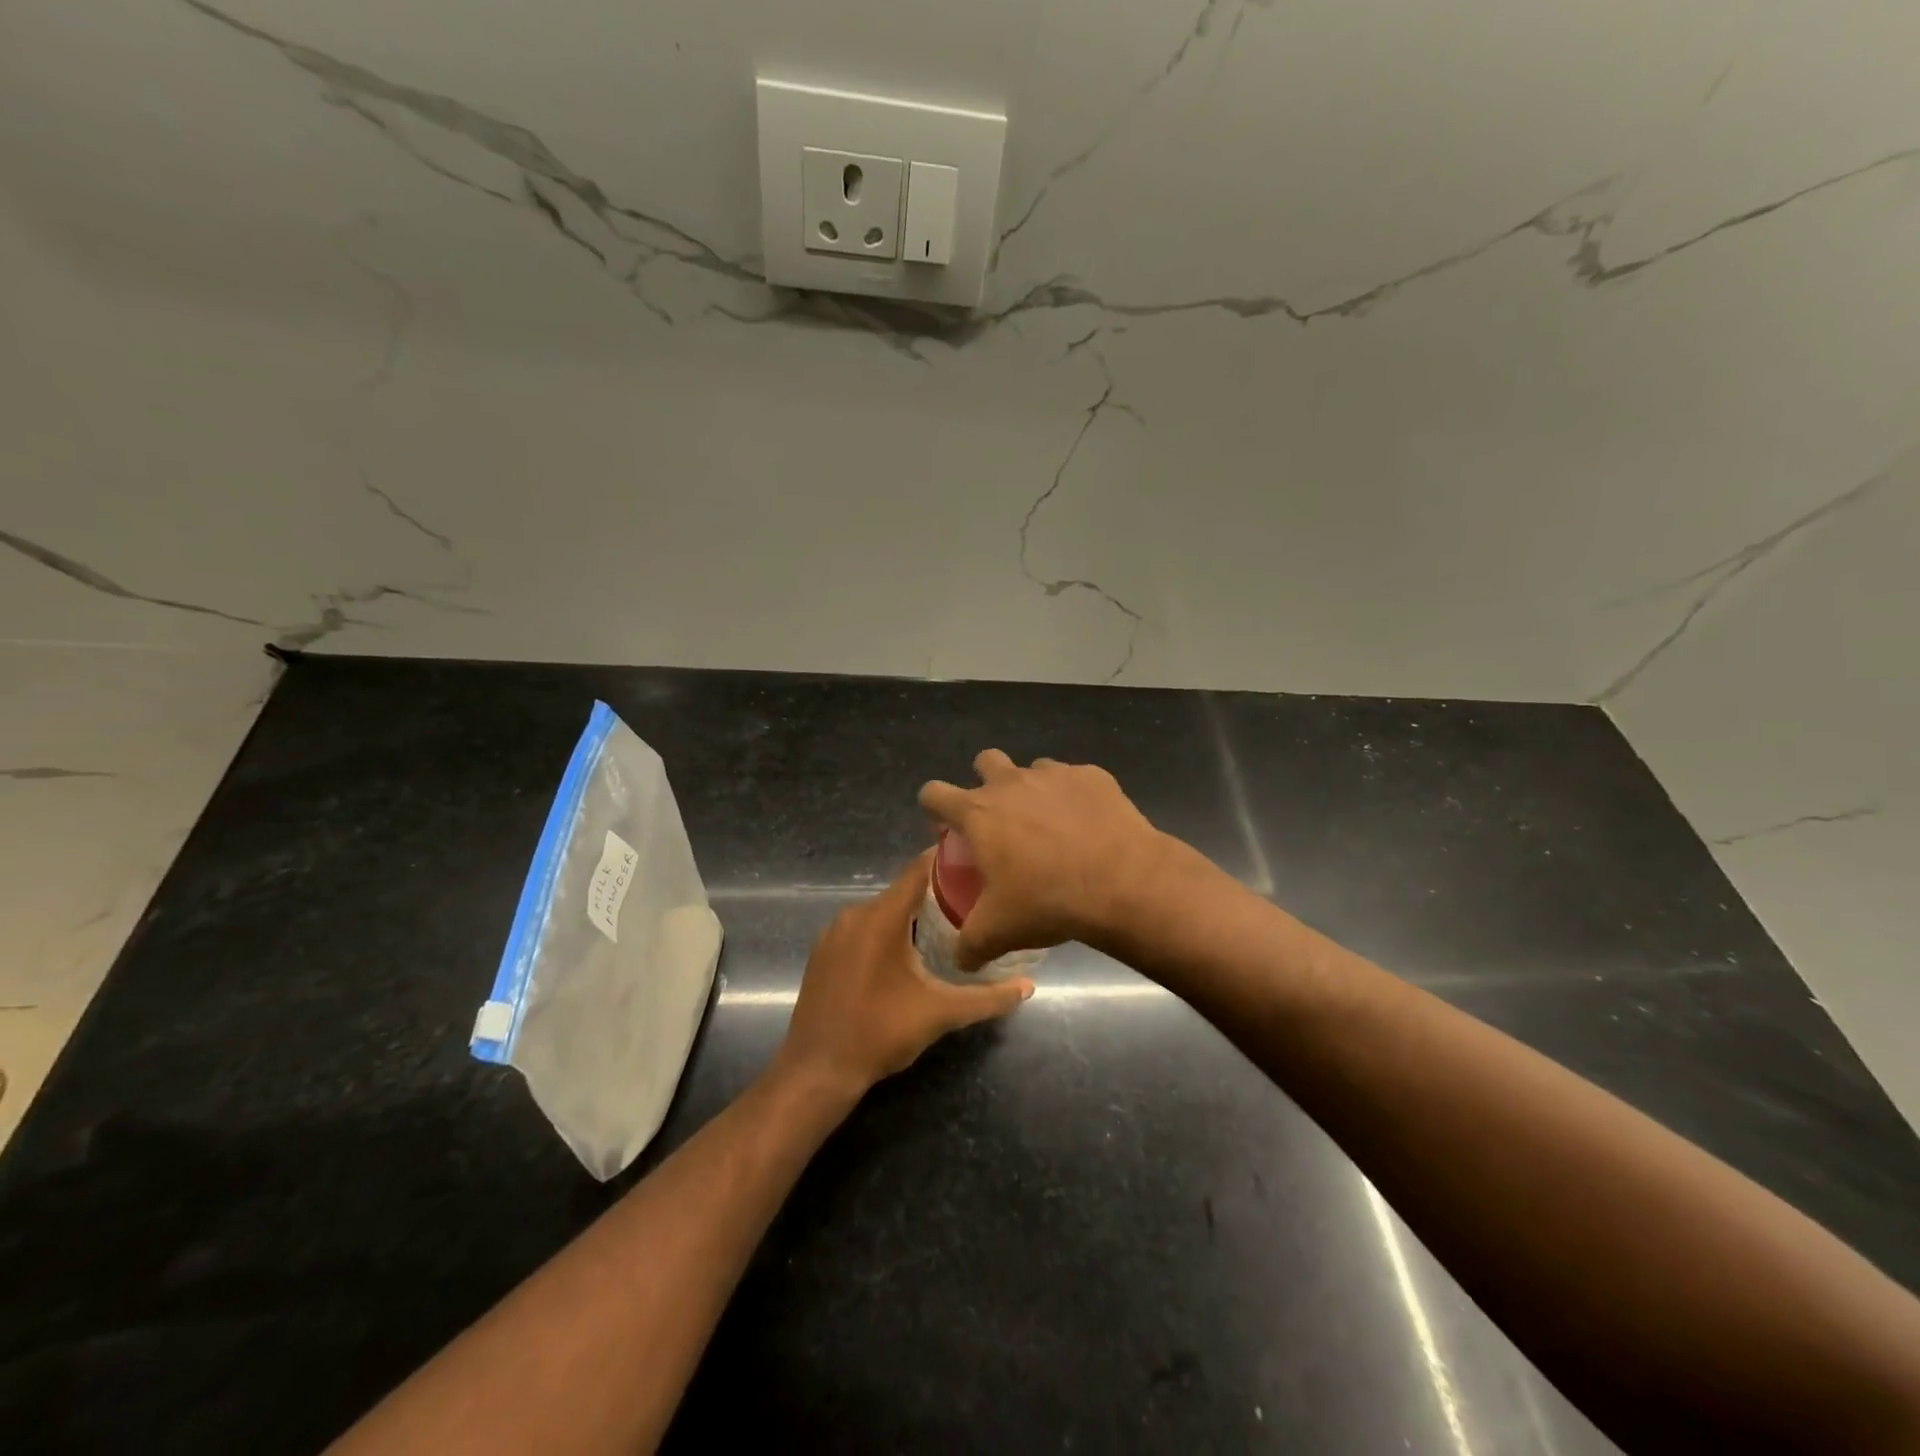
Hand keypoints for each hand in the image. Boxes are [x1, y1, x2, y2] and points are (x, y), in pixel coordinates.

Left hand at [778, 849, 1034, 1095]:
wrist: (817, 1071)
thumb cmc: (880, 1033)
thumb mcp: (940, 1014)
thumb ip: (987, 998)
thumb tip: (1028, 986)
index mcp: (881, 917)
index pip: (918, 871)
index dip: (946, 860)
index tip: (976, 859)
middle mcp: (854, 915)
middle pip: (901, 891)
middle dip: (935, 895)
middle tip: (971, 903)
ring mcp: (833, 933)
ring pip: (881, 912)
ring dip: (909, 917)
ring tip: (945, 928)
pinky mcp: (823, 952)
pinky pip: (861, 929)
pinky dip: (884, 933)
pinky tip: (905, 955)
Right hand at [918, 750, 1171, 971]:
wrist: (1123, 882)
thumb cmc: (1048, 901)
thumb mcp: (999, 932)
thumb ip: (969, 945)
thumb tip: (959, 960)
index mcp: (979, 812)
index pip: (934, 793)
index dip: (934, 807)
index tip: (945, 826)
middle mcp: (1012, 782)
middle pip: (985, 761)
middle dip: (986, 782)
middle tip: (1001, 820)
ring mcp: (1055, 774)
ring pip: (1033, 769)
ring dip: (1033, 791)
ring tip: (1050, 827)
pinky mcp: (1093, 776)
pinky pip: (1075, 780)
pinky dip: (1075, 798)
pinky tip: (1088, 827)